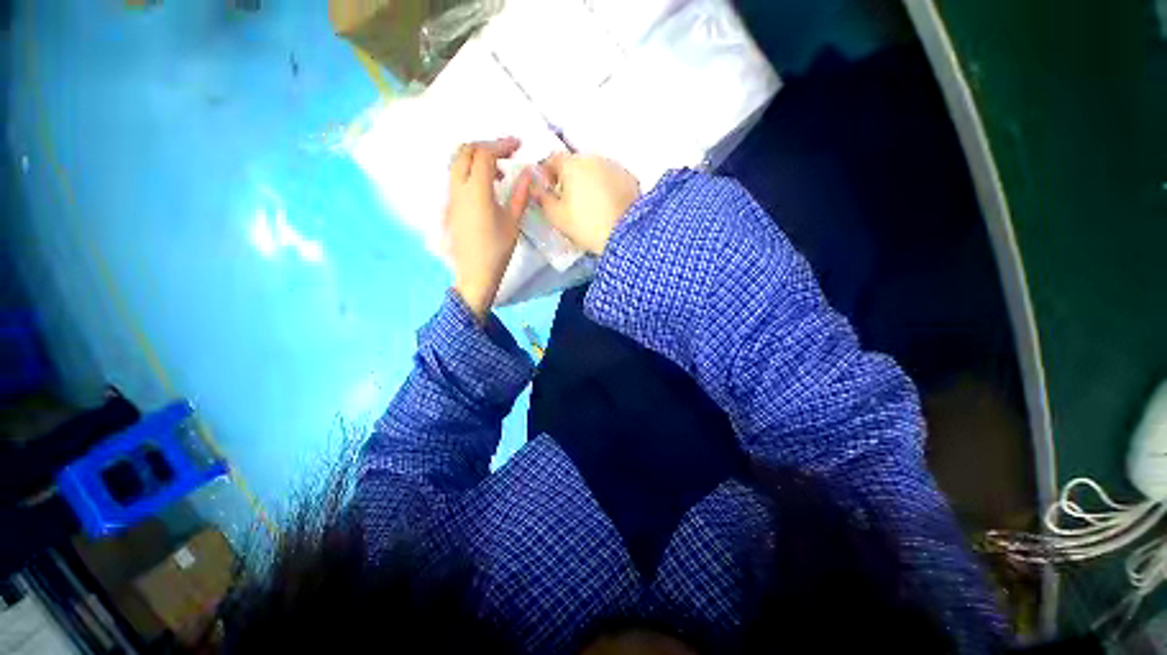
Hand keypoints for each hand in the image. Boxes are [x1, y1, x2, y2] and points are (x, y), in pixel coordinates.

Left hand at [446, 137, 533, 320]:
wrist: (474, 273)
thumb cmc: (497, 250)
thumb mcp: (513, 222)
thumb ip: (521, 194)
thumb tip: (529, 173)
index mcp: (476, 191)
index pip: (484, 154)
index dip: (501, 145)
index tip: (518, 145)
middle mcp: (458, 187)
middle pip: (465, 151)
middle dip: (486, 145)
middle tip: (507, 153)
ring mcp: (451, 196)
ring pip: (457, 162)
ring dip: (477, 157)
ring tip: (499, 171)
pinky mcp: (450, 205)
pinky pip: (456, 176)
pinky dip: (471, 170)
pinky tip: (487, 186)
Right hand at [531, 154, 639, 254]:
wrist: (626, 234)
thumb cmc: (586, 225)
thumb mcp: (556, 216)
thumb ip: (542, 197)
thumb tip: (535, 186)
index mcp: (572, 163)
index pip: (552, 159)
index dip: (547, 174)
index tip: (548, 190)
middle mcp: (593, 158)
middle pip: (575, 164)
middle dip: (569, 178)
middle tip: (568, 201)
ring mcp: (614, 166)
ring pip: (594, 170)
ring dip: (588, 182)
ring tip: (590, 205)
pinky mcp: (630, 178)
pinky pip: (611, 179)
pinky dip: (606, 187)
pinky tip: (607, 206)